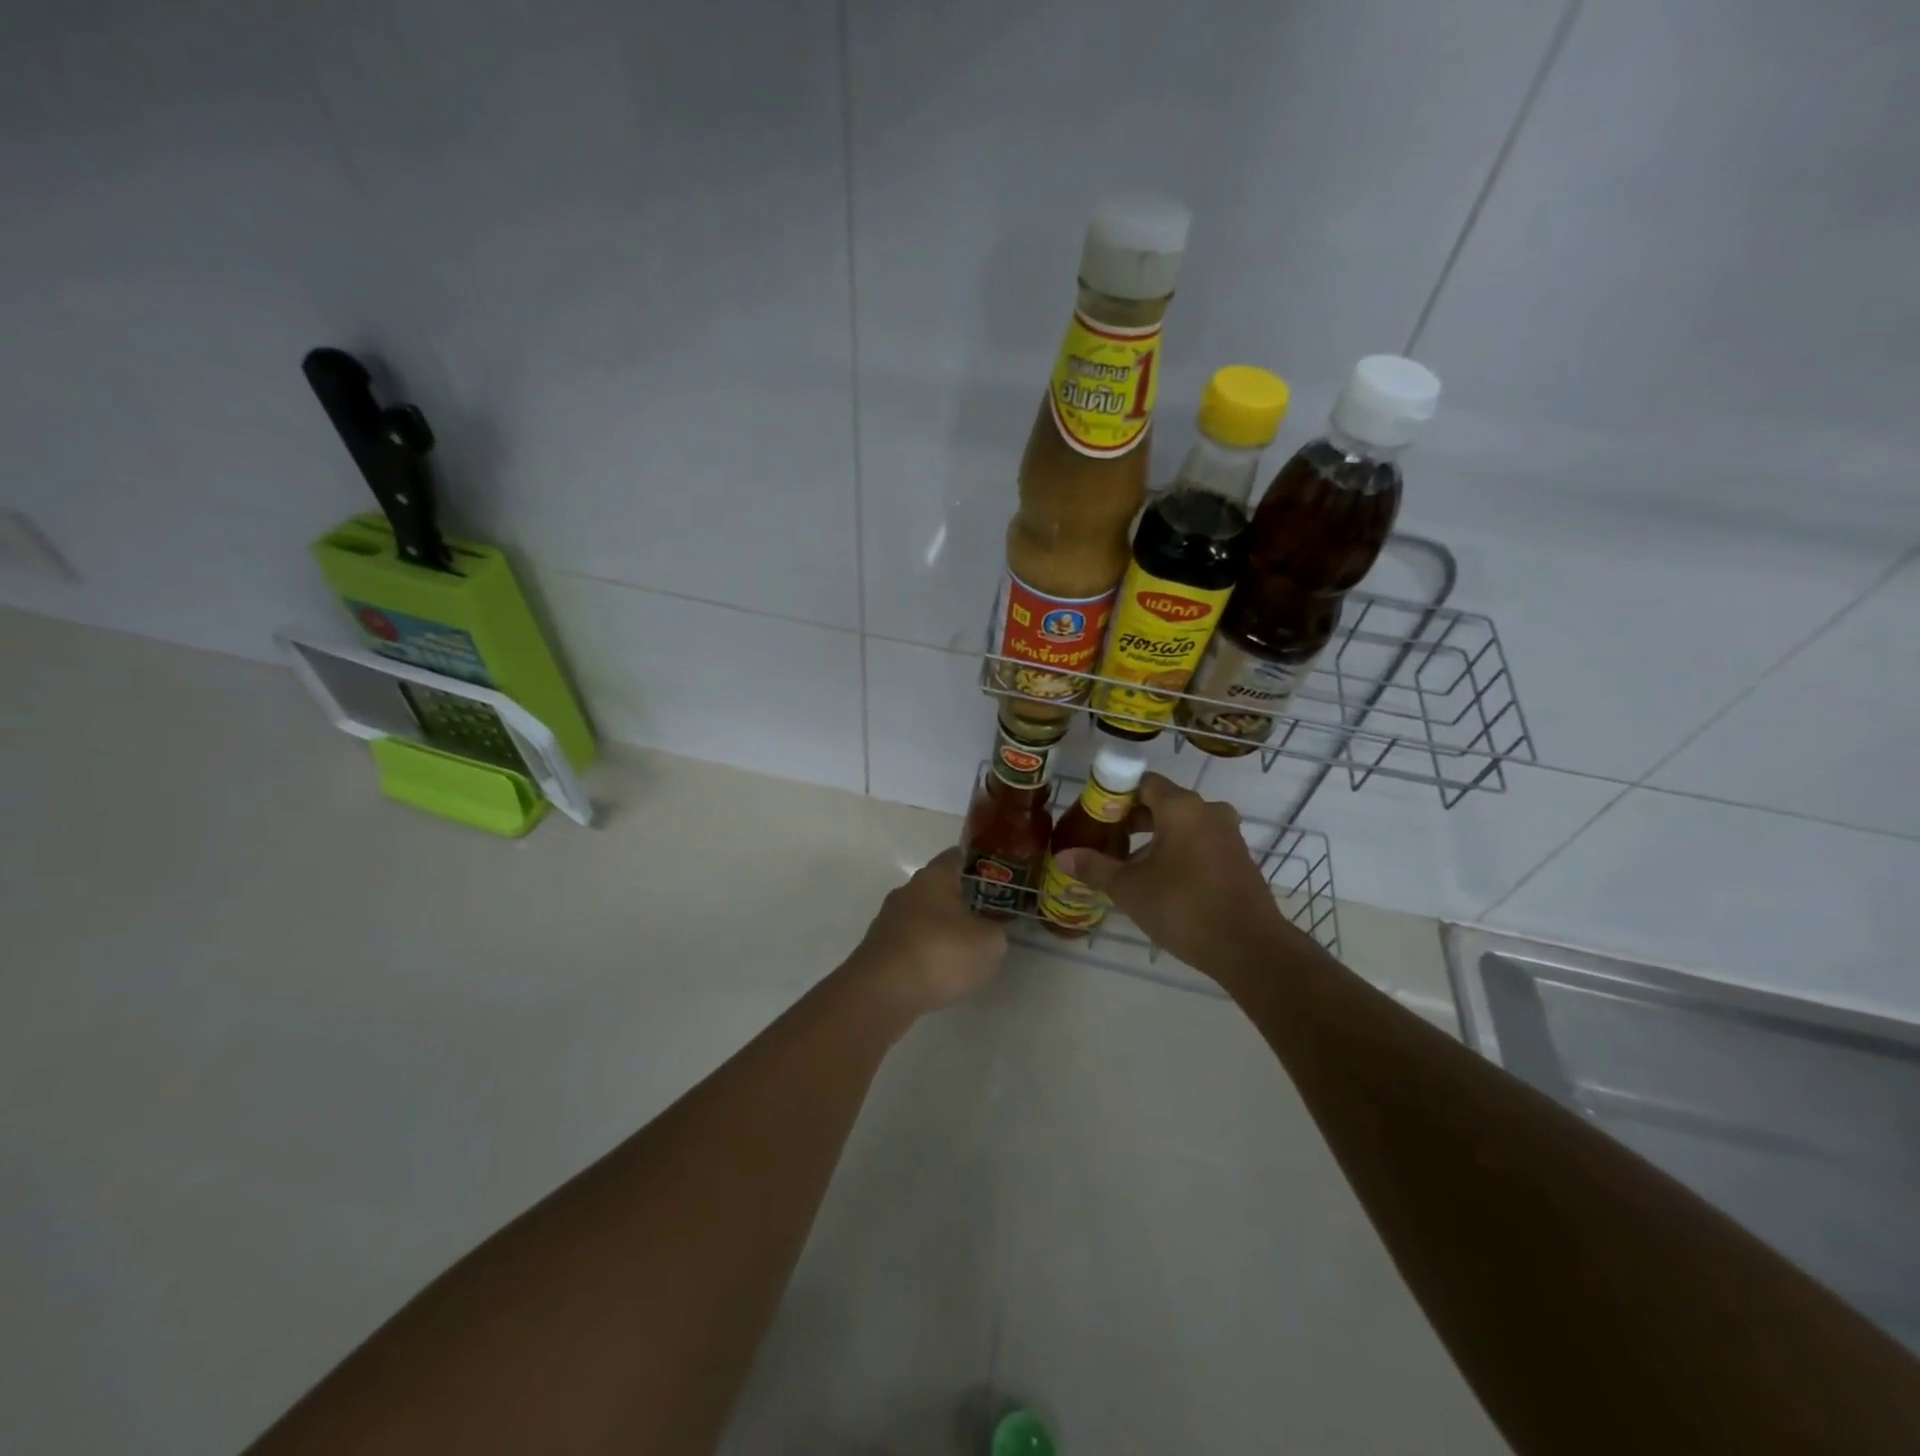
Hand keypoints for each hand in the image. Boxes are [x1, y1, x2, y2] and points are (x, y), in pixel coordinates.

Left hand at [844, 848, 1008, 1018]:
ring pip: (925, 918)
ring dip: (944, 931)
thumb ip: (997, 931)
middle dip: (963, 901)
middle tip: (990, 918)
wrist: (882, 993)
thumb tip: (991, 930)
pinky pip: (912, 944)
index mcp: (933, 877)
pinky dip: (927, 954)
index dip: (981, 865)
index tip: (1001, 879)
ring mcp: (889, 921)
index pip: (958, 856)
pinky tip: (941, 974)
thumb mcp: (989, 943)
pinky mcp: (879, 950)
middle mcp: (907, 891)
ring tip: (967, 952)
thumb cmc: (940, 953)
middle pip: (940, 888)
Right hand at [1053, 773, 1311, 980]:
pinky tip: (1159, 881)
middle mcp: (1208, 811)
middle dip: (1131, 820)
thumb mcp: (1129, 889)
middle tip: (1105, 842)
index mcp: (1181, 807)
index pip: (1142, 782)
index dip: (1115, 795)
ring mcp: (1228, 835)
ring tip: (1127, 865)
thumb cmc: (1183, 908)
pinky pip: (1199, 843)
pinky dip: (1177, 852)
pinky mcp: (1238, 859)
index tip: (1095, 816)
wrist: (1250, 948)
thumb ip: (1095, 867)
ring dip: (1154, 839)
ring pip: (1182, 825)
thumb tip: (1063, 856)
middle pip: (1162, 803)